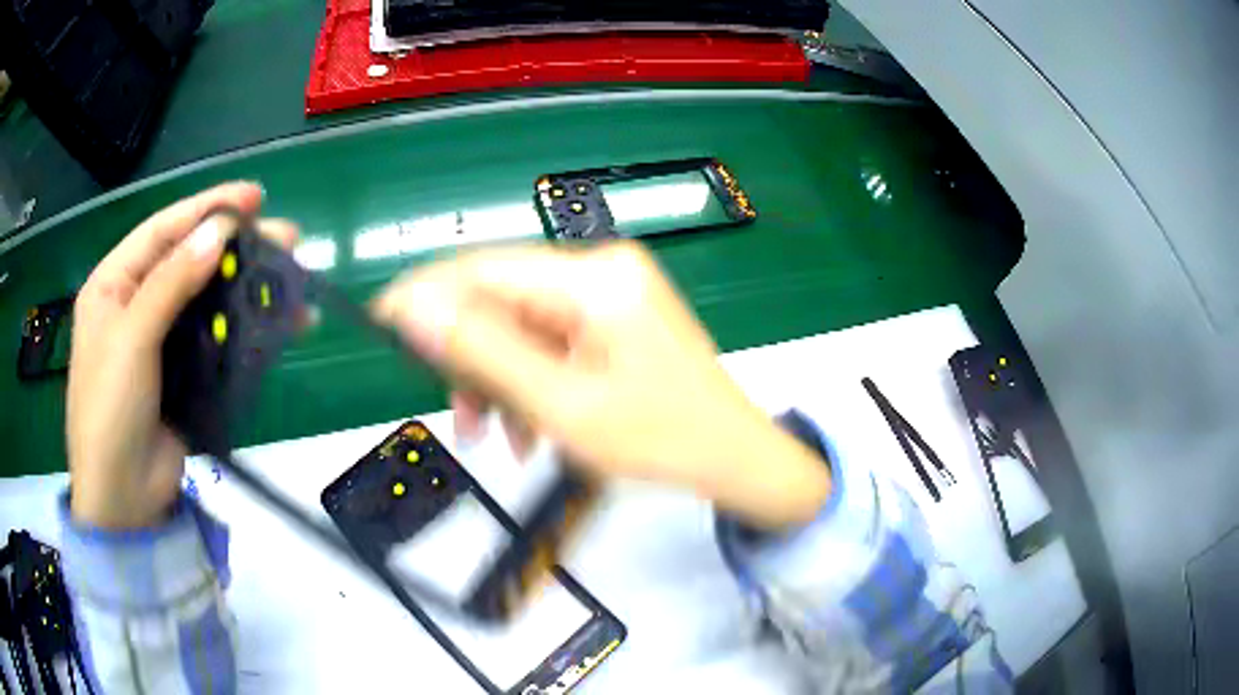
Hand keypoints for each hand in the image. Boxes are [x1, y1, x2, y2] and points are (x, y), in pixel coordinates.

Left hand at [67, 183, 298, 528]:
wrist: (124, 499)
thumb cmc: (110, 410)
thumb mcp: (132, 339)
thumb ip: (171, 282)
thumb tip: (218, 232)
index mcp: (113, 284)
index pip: (163, 230)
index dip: (206, 208)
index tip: (252, 198)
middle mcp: (137, 304)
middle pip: (190, 261)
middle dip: (235, 247)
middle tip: (285, 237)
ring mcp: (162, 341)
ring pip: (209, 301)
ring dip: (248, 289)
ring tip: (292, 277)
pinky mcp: (185, 375)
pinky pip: (219, 342)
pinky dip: (248, 332)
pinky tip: (279, 325)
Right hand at [374, 242, 829, 529]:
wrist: (734, 457)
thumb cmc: (659, 440)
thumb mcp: (561, 405)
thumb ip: (482, 353)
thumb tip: (413, 311)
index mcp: (592, 279)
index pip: (483, 267)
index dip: (426, 294)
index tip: (381, 323)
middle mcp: (600, 269)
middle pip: (501, 300)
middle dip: (471, 360)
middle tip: (460, 416)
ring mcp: (610, 292)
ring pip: (521, 326)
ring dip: (499, 381)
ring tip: (498, 438)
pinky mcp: (614, 317)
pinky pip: (550, 341)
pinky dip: (530, 381)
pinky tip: (530, 429)